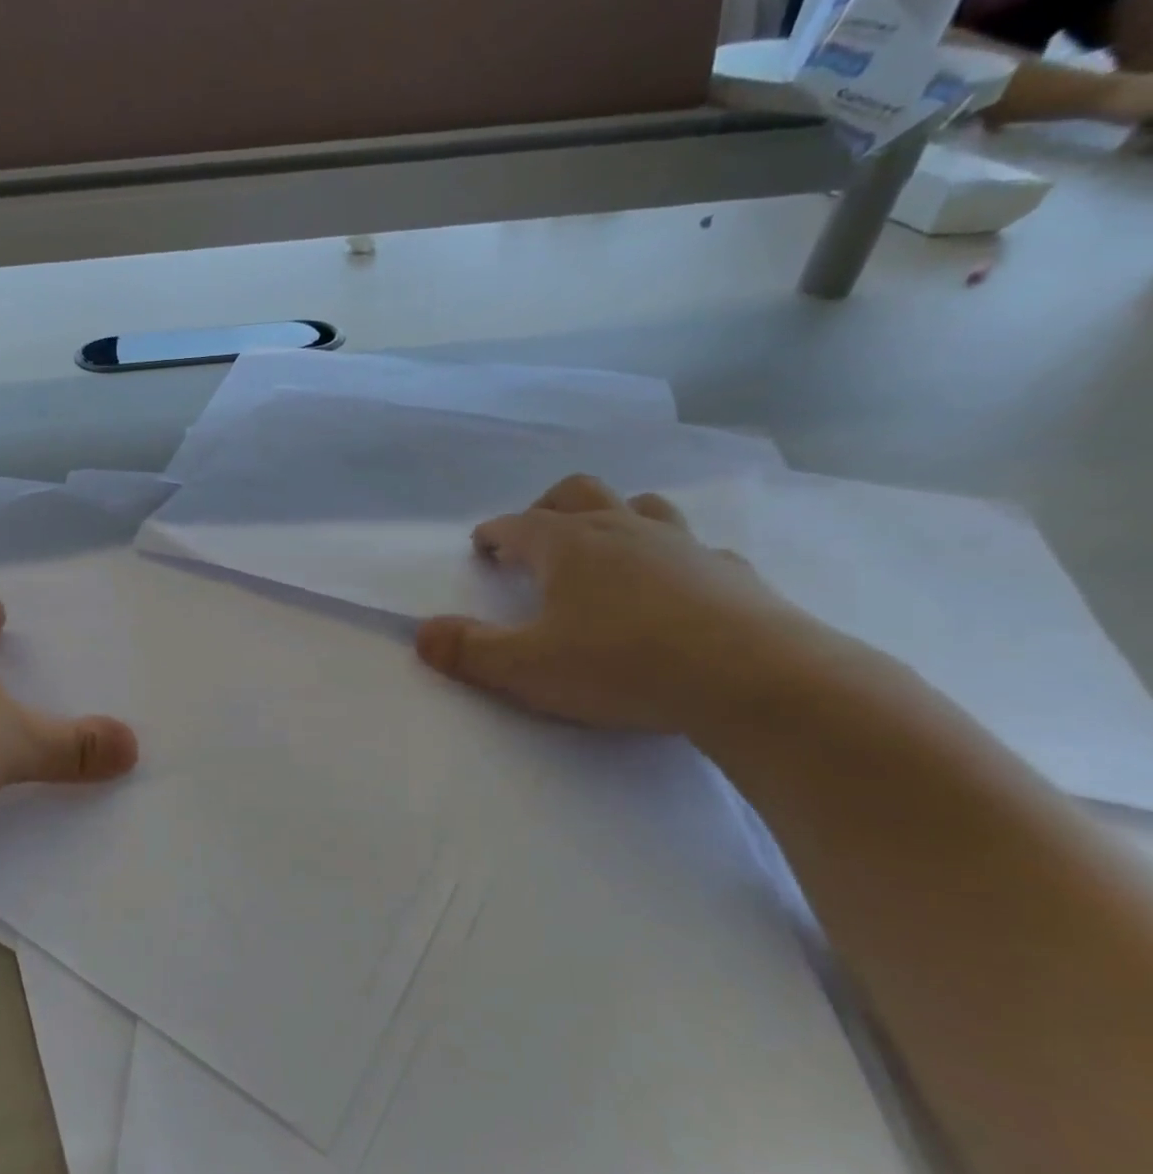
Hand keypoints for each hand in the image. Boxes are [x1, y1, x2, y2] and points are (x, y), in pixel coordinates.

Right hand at [415, 474, 844, 735]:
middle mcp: (622, 530)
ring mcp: (682, 546)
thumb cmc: (622, 666)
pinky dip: (669, 557)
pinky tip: (673, 586)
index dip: (493, 533)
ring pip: (639, 506)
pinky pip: (692, 549)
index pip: (517, 524)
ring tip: (602, 548)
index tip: (481, 547)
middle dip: (547, 507)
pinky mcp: (730, 573)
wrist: (753, 680)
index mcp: (568, 546)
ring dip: (612, 517)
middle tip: (534, 535)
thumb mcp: (527, 669)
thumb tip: (421, 634)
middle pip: (577, 493)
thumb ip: (468, 651)